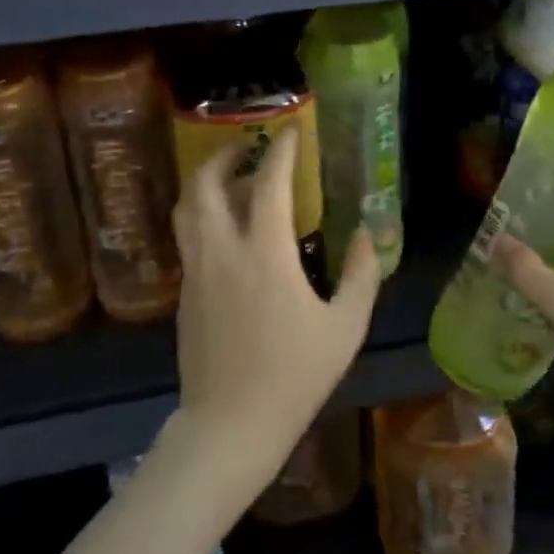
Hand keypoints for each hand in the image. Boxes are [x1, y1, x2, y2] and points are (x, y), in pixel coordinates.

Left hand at [169, 126, 380, 487]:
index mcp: (264, 254)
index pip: (268, 183)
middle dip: (223, 155)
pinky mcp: (184, 293)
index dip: (280, 150)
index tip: (290, 130)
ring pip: (188, 209)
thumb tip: (369, 235)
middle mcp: (222, 251)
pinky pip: (189, 237)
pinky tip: (226, 230)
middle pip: (205, 184)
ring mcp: (196, 272)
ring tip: (232, 181)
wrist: (230, 424)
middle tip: (247, 148)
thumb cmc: (294, 376)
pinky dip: (203, 216)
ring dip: (206, 183)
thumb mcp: (345, 327)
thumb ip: (361, 274)